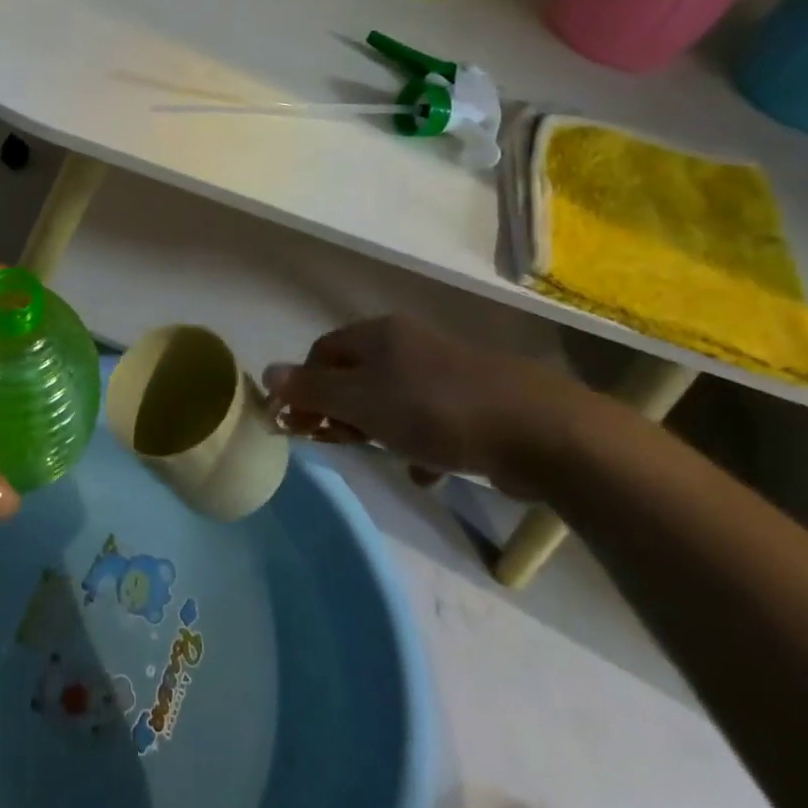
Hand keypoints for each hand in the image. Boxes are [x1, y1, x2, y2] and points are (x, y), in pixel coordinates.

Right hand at [262, 314, 597, 497]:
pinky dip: (421, 443)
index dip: (306, 385)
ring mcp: (447, 370)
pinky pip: (433, 419)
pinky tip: (427, 472)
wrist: (541, 430)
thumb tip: (266, 373)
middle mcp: (410, 344)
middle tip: (340, 442)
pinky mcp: (477, 401)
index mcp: (379, 335)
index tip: (303, 423)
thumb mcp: (363, 401)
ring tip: (384, 457)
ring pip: (395, 398)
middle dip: (342, 409)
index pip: (322, 351)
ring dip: (381, 428)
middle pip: (357, 373)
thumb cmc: (436, 411)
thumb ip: (313, 389)